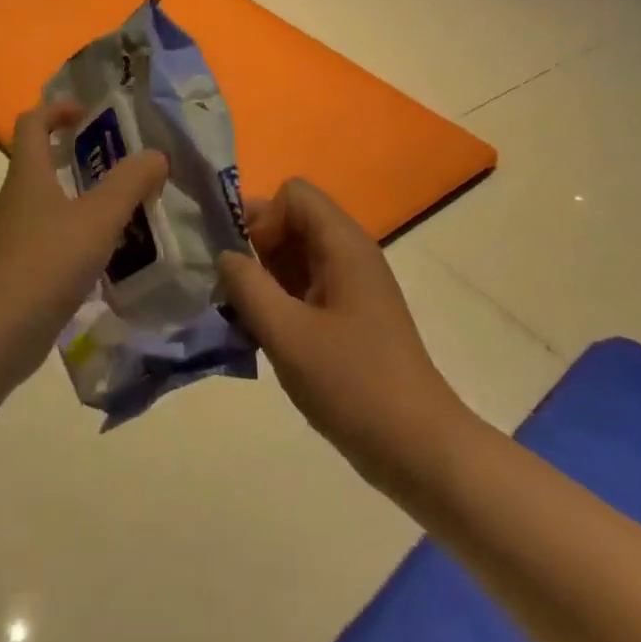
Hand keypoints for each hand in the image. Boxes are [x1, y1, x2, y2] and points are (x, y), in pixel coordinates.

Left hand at [0, 101, 167, 372]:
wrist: (1, 330)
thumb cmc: (49, 260)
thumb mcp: (100, 217)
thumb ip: (130, 182)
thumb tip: (155, 156)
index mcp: (28, 174)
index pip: (32, 123)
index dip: (58, 110)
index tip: (90, 115)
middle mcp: (16, 198)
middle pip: (40, 160)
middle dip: (78, 155)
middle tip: (120, 163)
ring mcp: (13, 234)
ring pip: (47, 201)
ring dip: (80, 196)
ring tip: (121, 207)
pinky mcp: (18, 267)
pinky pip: (49, 235)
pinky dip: (75, 232)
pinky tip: (105, 252)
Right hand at [218, 180, 473, 493]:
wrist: (416, 447)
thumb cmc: (352, 384)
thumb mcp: (287, 334)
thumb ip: (248, 286)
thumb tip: (224, 255)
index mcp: (343, 244)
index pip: (293, 193)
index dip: (262, 217)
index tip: (245, 263)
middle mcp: (349, 254)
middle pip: (292, 222)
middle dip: (255, 248)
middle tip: (231, 292)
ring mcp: (351, 286)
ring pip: (295, 256)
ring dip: (263, 278)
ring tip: (241, 318)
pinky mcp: (349, 316)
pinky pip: (305, 287)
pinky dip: (279, 301)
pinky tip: (262, 337)